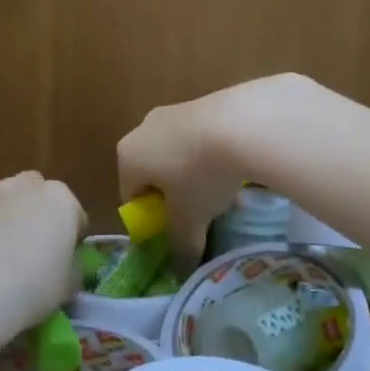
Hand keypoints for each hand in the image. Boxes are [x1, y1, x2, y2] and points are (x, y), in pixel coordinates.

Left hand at [0, 172, 84, 325]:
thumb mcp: (67, 287)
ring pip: (6, 201)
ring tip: (0, 257)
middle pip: (38, 194)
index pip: (76, 216)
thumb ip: (71, 270)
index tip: (66, 261)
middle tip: (34, 250)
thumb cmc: (33, 286)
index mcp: (61, 201)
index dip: (72, 238)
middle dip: (38, 214)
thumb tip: (66, 267)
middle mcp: (27, 188)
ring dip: (7, 219)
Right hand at [117, 73, 319, 265]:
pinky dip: (213, 153)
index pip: (131, 195)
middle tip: (198, 213)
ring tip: (223, 191)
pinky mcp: (202, 101)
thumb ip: (180, 245)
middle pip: (153, 171)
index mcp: (128, 156)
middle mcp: (143, 129)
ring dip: (195, 173)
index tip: (175, 230)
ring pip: (178, 153)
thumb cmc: (199, 174)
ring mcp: (172, 111)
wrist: (241, 123)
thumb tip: (180, 269)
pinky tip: (236, 166)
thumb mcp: (189, 219)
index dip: (151, 218)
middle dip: (174, 194)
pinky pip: (200, 137)